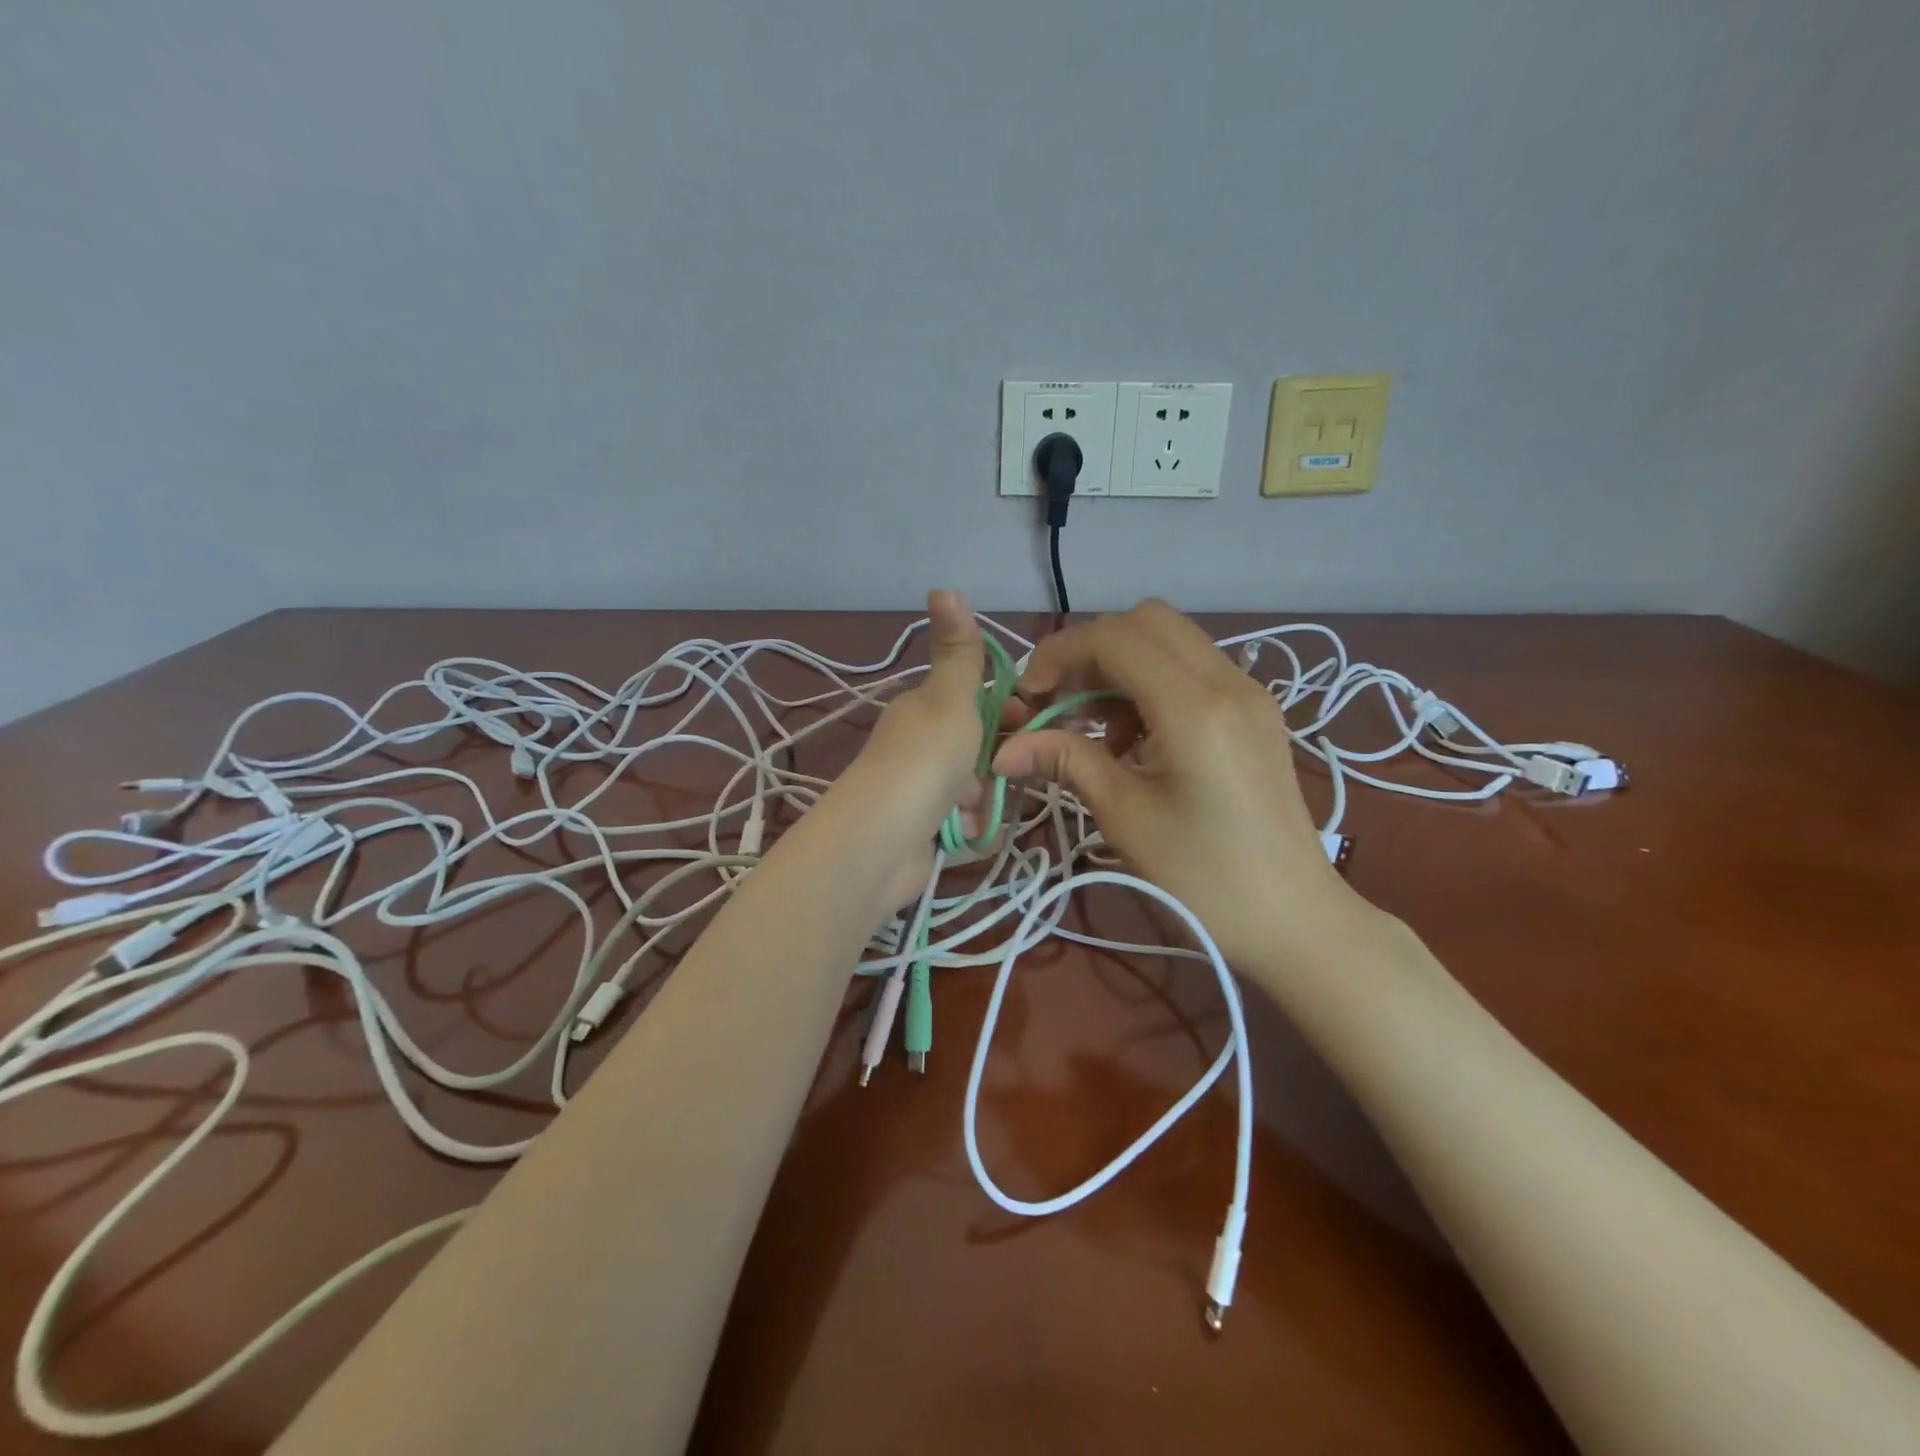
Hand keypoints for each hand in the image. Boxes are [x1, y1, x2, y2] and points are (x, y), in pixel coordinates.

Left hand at [831, 589, 987, 907]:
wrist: (878, 845)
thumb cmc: (923, 763)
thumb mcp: (949, 699)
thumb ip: (957, 651)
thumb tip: (943, 584)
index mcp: (925, 709)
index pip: (982, 702)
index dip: (1014, 712)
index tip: (1039, 726)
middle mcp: (922, 745)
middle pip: (985, 747)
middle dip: (1002, 762)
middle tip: (1007, 773)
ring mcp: (923, 790)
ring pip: (980, 789)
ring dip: (987, 800)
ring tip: (976, 809)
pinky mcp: (926, 830)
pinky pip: (968, 824)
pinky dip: (972, 829)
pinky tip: (966, 833)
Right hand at [990, 600, 1377, 983]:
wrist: (1294, 921)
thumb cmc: (1203, 880)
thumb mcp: (1124, 816)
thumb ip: (1066, 762)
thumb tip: (1004, 749)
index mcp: (1195, 707)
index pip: (1115, 638)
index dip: (1060, 654)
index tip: (1031, 697)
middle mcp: (1229, 682)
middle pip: (1146, 621)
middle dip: (1092, 651)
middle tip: (1063, 703)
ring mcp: (1250, 694)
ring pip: (1172, 642)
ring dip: (1122, 668)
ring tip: (1098, 731)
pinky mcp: (1257, 713)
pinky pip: (1194, 670)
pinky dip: (1153, 685)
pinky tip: (1138, 741)